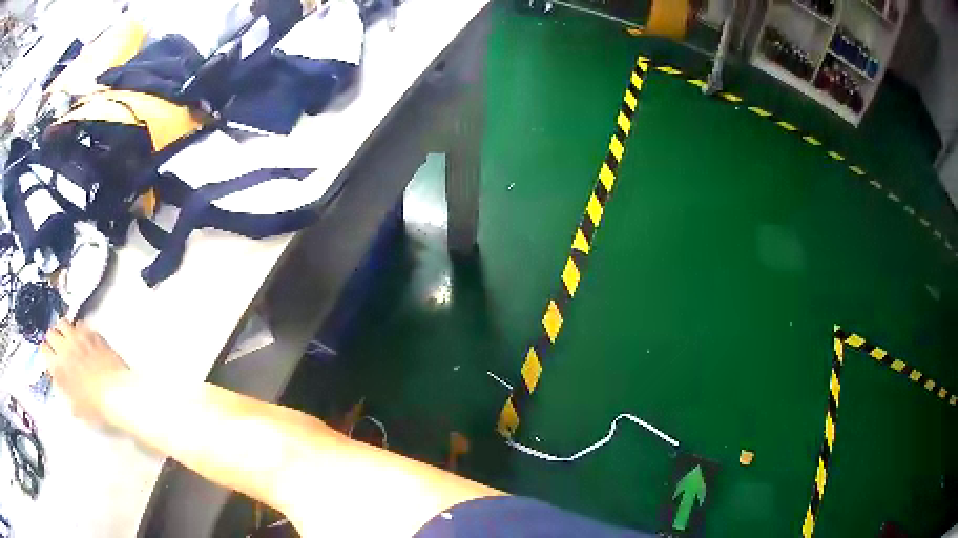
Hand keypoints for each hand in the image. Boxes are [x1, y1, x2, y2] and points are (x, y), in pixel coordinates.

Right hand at [41, 320, 129, 423]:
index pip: (43, 350)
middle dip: (52, 338)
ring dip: (63, 329)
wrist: (117, 394)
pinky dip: (79, 329)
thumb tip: (60, 382)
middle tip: (57, 346)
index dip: (46, 352)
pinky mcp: (92, 333)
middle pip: (51, 332)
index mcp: (58, 367)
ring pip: (63, 322)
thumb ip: (65, 391)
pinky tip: (82, 337)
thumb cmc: (96, 407)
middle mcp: (65, 348)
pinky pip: (80, 323)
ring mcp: (78, 337)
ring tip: (67, 338)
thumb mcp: (76, 406)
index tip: (48, 356)